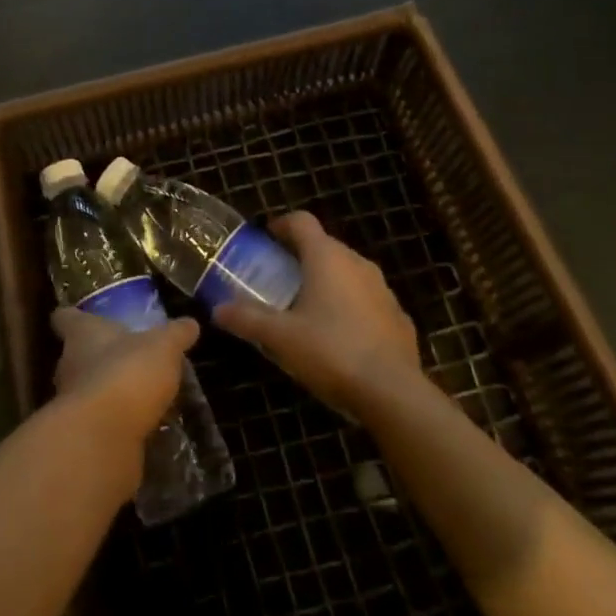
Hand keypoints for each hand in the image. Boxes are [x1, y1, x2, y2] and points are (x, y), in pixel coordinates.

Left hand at [50, 308, 199, 447]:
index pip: (65, 318)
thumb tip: (190, 323)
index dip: (71, 316)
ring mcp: (71, 403)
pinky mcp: (81, 436)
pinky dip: (113, 423)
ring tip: (135, 394)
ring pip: (86, 389)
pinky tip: (138, 426)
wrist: (103, 438)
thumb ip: (175, 335)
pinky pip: (98, 422)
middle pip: (75, 355)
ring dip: (106, 392)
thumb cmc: (127, 373)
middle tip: (122, 357)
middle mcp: (69, 364)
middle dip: (95, 357)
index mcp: (82, 334)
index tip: (78, 315)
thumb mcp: (162, 347)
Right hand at [214, 212, 420, 419]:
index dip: (281, 225)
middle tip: (279, 279)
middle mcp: (357, 263)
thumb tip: (217, 309)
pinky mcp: (398, 316)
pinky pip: (367, 300)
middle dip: (301, 257)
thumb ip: (247, 319)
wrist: (393, 393)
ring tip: (307, 308)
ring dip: (328, 281)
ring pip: (349, 272)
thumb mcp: (280, 337)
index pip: (302, 221)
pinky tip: (340, 336)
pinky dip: (351, 307)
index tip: (266, 239)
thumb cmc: (331, 352)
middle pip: (325, 246)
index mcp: (326, 257)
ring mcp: (382, 289)